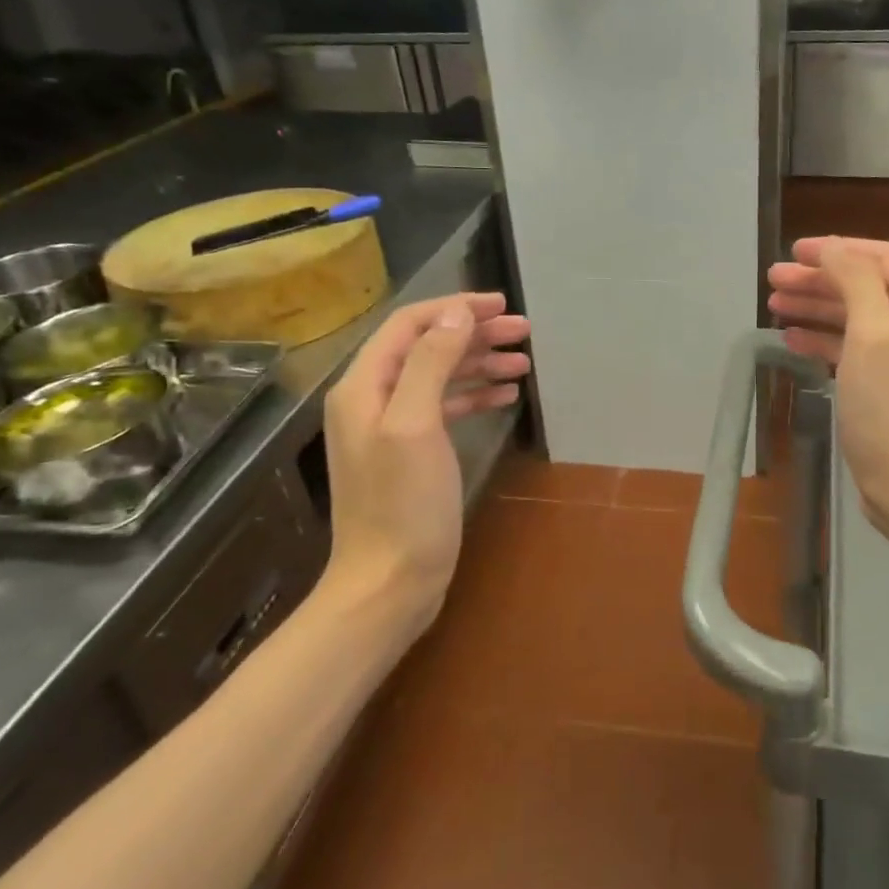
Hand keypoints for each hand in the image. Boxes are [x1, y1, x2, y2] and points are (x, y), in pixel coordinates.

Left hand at [320, 292, 530, 612]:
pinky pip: (445, 407)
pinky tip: (506, 396)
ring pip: (440, 376)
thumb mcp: (416, 425)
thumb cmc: (403, 504)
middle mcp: (373, 399)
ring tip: (523, 363)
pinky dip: (475, 395)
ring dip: (480, 363)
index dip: (454, 308)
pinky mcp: (412, 452)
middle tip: (523, 332)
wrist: (389, 583)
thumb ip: (432, 362)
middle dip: (474, 334)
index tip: (500, 305)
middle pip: (427, 347)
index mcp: (364, 386)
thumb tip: (457, 313)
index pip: (410, 325)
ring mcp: (391, 427)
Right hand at [768, 237, 888, 531]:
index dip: (836, 249)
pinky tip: (791, 339)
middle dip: (819, 280)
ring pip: (855, 316)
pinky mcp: (888, 383)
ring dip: (816, 307)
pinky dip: (823, 339)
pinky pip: (853, 348)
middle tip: (773, 280)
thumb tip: (833, 247)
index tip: (793, 251)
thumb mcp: (873, 334)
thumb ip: (855, 280)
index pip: (881, 258)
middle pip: (865, 286)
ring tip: (774, 304)